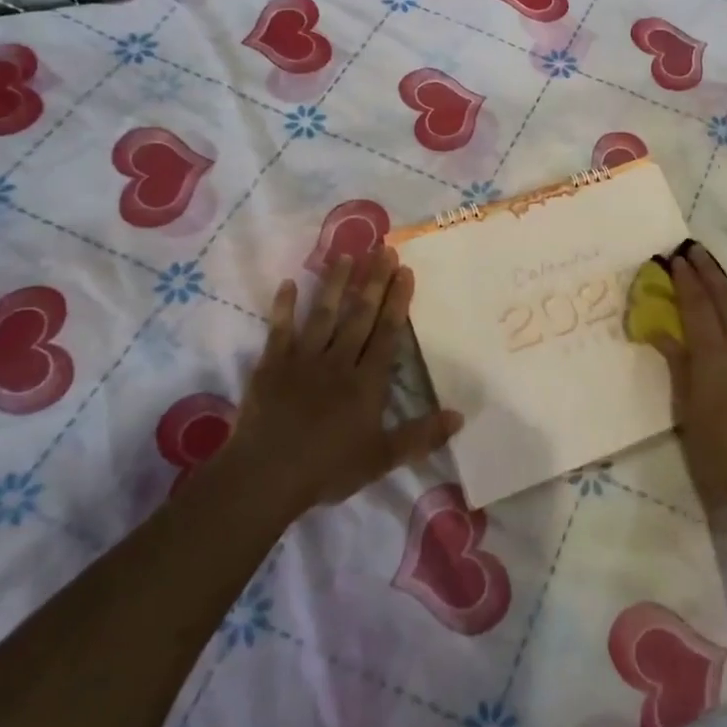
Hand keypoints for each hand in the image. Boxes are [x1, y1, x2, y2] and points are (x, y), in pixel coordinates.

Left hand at [226, 248, 460, 520]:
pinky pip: (279, 330)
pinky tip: (287, 283)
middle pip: (359, 315)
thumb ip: (421, 436)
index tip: (405, 270)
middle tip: (383, 249)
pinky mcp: (272, 365)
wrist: (266, 476)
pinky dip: (283, 307)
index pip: (387, 333)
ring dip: (335, 283)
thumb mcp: (382, 459)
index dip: (397, 300)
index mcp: (366, 382)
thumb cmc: (328, 468)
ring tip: (345, 255)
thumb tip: (460, 417)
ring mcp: (303, 360)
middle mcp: (338, 361)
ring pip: (323, 314)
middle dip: (373, 281)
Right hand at [650, 246, 726, 506]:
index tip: (677, 259)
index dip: (686, 279)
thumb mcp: (688, 408)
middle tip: (696, 252)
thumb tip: (660, 332)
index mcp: (713, 353)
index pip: (697, 304)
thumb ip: (678, 365)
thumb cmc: (720, 449)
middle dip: (709, 272)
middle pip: (726, 297)